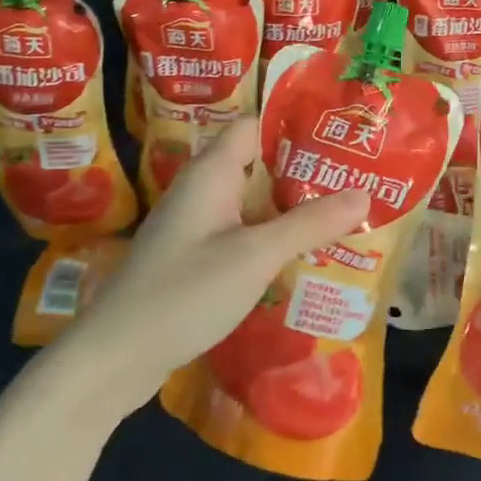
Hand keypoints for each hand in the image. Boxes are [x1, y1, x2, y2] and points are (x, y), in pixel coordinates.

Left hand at [70, 118, 369, 412]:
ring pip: (253, 202)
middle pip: (259, 163)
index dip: (296, 122)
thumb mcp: (255, 256)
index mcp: (211, 173)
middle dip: (306, 169)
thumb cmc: (184, 293)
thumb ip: (309, 224)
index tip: (342, 130)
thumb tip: (365, 193)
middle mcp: (202, 191)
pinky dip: (274, 236)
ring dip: (293, 206)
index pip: (255, 125)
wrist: (115, 358)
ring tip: (347, 210)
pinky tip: (306, 253)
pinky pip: (243, 233)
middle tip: (359, 174)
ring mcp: (197, 226)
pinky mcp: (196, 258)